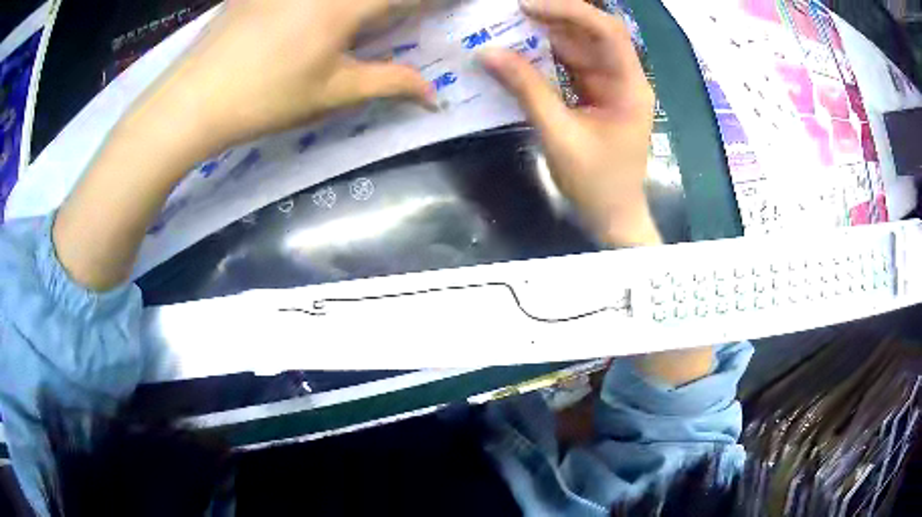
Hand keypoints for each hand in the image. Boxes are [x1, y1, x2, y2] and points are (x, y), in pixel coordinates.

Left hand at [54, 0, 436, 290]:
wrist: (191, 100)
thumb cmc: (265, 98)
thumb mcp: (332, 93)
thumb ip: (390, 84)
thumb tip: (435, 97)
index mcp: (349, 4)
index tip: (452, 5)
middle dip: (398, 3)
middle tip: (403, 14)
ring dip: (364, 6)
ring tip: (368, 19)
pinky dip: (323, 5)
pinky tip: (315, 19)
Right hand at [481, 0, 659, 246]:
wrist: (612, 216)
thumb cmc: (596, 183)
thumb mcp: (559, 135)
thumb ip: (526, 90)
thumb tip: (487, 54)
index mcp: (629, 86)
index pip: (607, 32)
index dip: (570, 11)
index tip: (527, 6)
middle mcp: (623, 78)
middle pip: (593, 33)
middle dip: (554, 17)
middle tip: (511, 11)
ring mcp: (609, 85)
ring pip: (580, 46)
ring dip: (547, 34)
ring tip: (509, 24)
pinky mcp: (595, 94)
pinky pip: (571, 65)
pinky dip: (546, 55)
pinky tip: (521, 48)